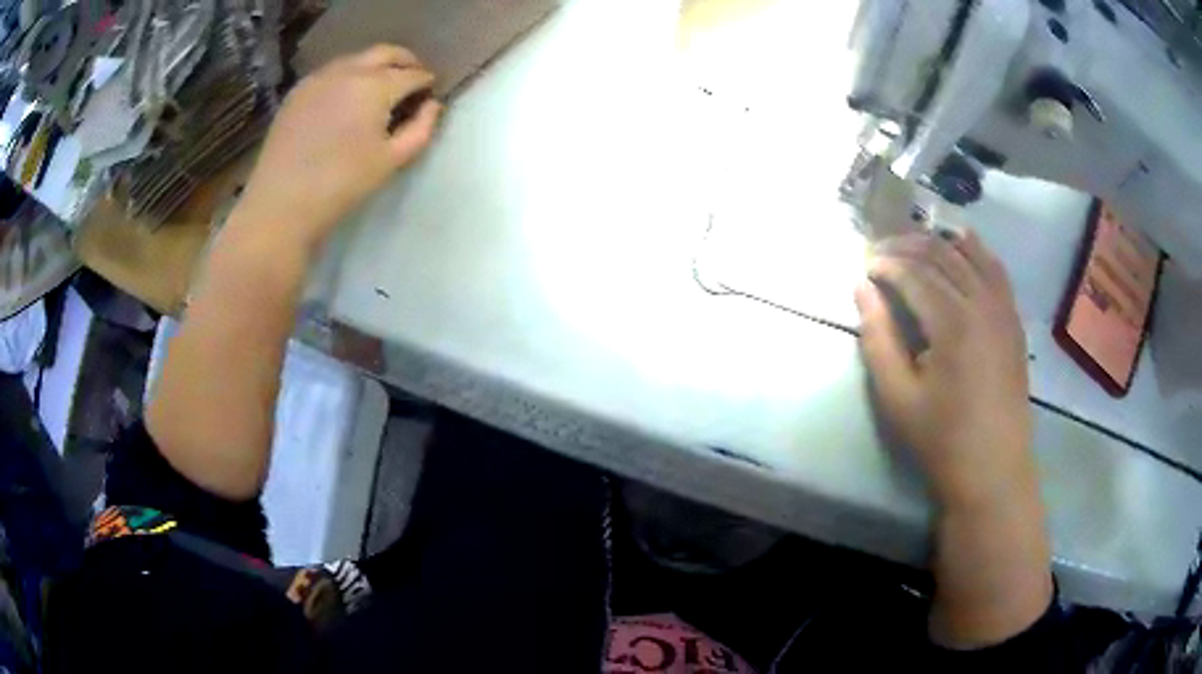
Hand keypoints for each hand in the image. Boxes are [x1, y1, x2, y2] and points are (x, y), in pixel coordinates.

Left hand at [238, 45, 441, 248]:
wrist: (281, 203)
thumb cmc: (341, 184)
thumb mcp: (391, 161)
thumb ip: (420, 129)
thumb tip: (432, 106)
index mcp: (376, 86)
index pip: (412, 74)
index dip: (426, 82)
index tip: (430, 94)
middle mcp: (349, 70)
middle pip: (385, 53)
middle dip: (404, 62)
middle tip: (412, 80)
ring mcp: (319, 77)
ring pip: (356, 59)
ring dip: (375, 66)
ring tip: (379, 89)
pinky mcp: (298, 91)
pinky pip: (331, 72)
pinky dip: (347, 77)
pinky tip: (346, 99)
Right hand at [855, 230, 1035, 508]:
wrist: (994, 469)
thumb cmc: (942, 440)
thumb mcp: (898, 398)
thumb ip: (878, 339)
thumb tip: (862, 289)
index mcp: (953, 323)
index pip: (913, 272)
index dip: (884, 264)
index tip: (863, 267)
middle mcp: (981, 303)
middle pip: (940, 253)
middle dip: (906, 245)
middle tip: (879, 253)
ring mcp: (1003, 308)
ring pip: (969, 253)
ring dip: (937, 242)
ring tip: (912, 247)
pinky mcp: (1013, 319)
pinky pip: (995, 269)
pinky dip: (975, 250)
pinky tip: (961, 246)